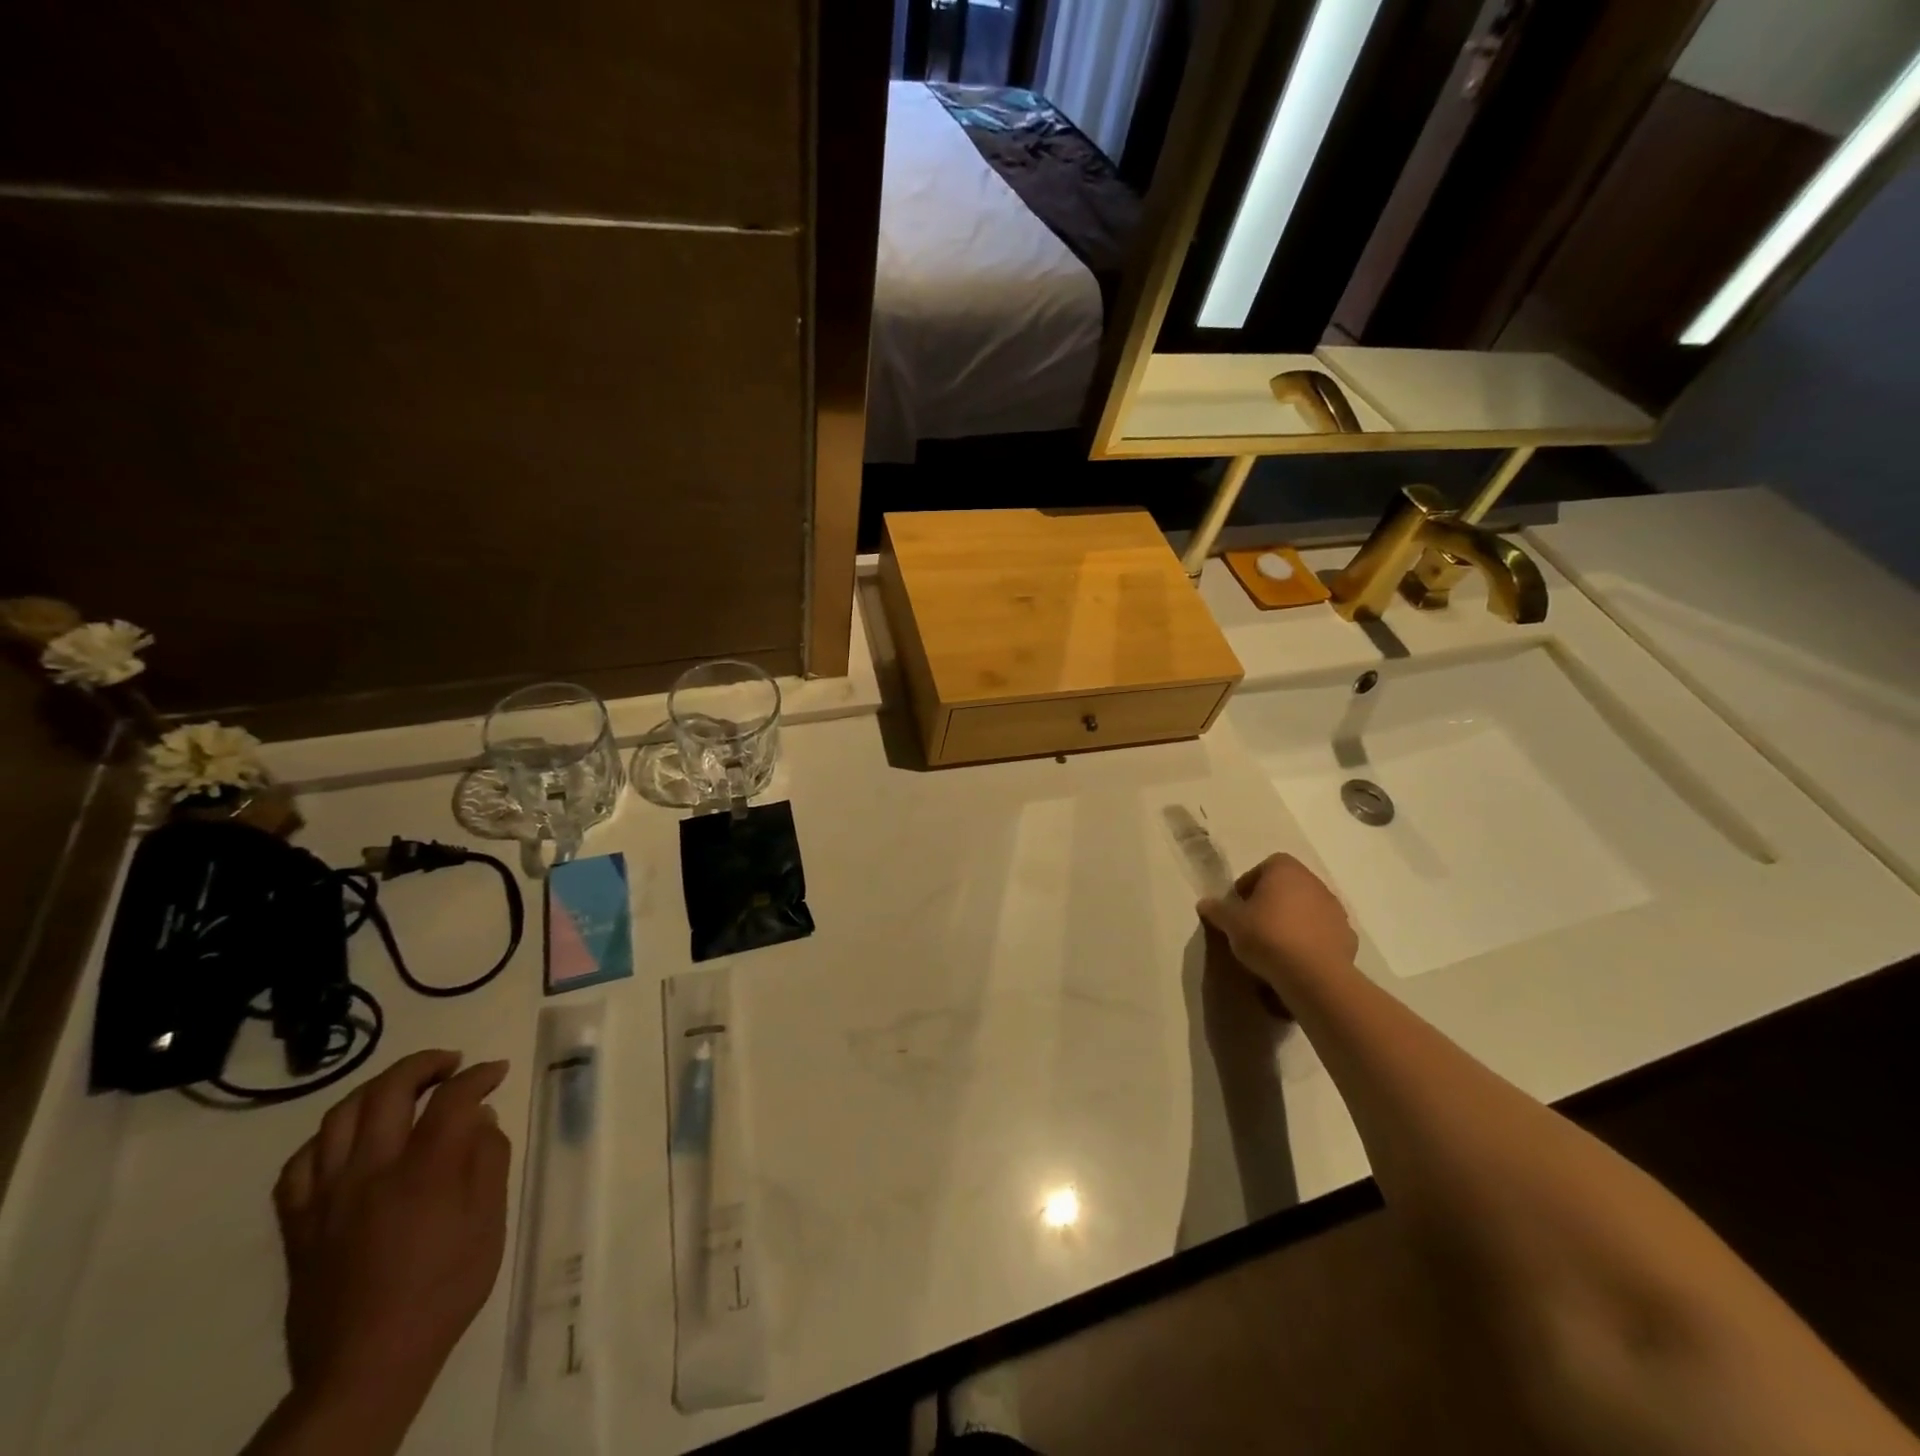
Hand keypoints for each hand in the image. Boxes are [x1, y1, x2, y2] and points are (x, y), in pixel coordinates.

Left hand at [271, 1050, 511, 1429]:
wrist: (368, 1362)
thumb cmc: (445, 1287)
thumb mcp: (489, 1221)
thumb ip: (488, 1159)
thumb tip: (480, 1118)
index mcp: (425, 1170)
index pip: (453, 1098)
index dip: (479, 1075)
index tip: (497, 1072)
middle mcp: (371, 1170)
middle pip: (389, 1090)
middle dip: (424, 1064)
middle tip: (451, 1064)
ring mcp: (327, 1196)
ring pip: (340, 1116)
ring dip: (376, 1089)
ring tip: (403, 1088)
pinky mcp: (298, 1223)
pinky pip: (299, 1164)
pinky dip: (326, 1138)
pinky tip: (348, 1140)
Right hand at [1198, 853, 1357, 992]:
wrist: (1313, 975)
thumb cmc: (1267, 936)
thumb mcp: (1231, 923)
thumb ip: (1217, 910)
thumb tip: (1204, 903)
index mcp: (1285, 870)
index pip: (1265, 867)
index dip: (1249, 884)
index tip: (1240, 905)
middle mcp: (1314, 882)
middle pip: (1288, 886)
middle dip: (1272, 901)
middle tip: (1254, 924)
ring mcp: (1335, 909)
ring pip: (1307, 908)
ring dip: (1293, 920)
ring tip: (1275, 944)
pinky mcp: (1347, 936)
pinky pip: (1322, 932)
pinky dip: (1311, 940)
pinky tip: (1297, 958)